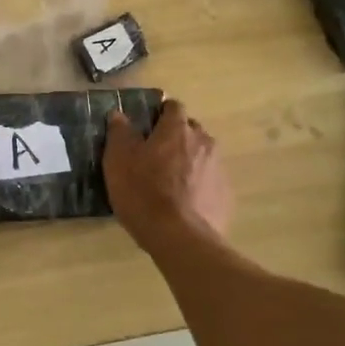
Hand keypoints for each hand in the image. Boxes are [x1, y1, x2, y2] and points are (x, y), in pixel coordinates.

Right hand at [104, 100, 233, 249]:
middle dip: (176, 137)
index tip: (147, 126)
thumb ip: (119, 133)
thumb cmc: (144, 193)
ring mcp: (219, 169)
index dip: (160, 113)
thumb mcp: (118, 161)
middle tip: (156, 156)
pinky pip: (210, 181)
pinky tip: (184, 204)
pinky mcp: (226, 195)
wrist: (181, 239)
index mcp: (177, 129)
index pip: (173, 106)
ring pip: (202, 155)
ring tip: (170, 183)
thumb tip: (119, 115)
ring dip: (188, 161)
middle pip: (190, 130)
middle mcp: (203, 142)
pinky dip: (199, 186)